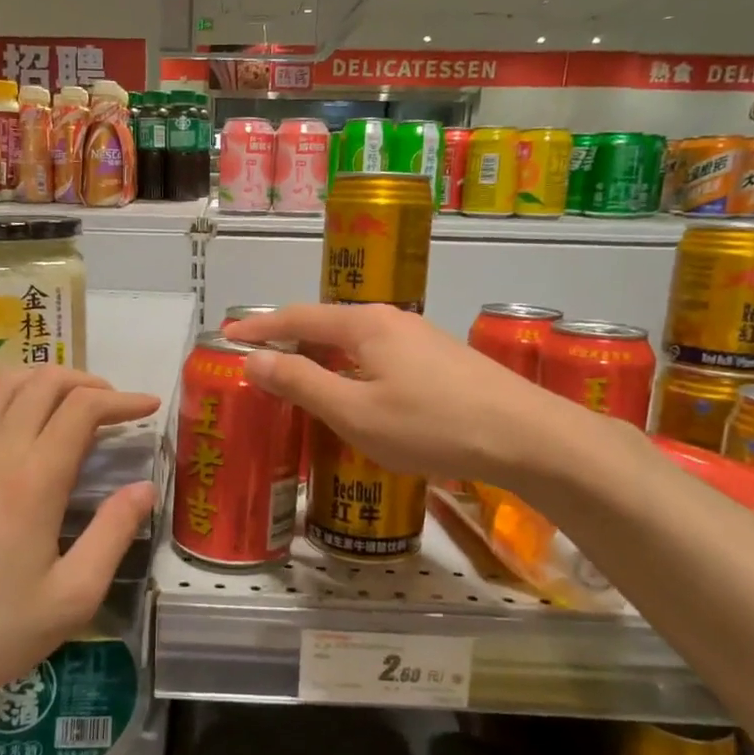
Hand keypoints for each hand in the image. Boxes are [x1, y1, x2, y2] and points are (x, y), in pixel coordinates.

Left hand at [0, 368, 157, 719]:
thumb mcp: (72, 597)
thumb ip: (113, 534)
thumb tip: (144, 488)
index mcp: (34, 479)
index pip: (83, 408)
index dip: (122, 400)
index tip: (150, 408)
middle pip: (44, 381)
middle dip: (88, 382)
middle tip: (115, 408)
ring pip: (4, 384)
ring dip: (44, 381)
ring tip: (71, 406)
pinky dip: (0, 398)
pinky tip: (14, 423)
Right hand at [225, 302, 581, 486]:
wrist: (527, 437)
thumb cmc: (431, 425)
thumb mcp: (355, 412)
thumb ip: (301, 383)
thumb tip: (254, 360)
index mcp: (364, 324)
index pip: (297, 317)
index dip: (259, 327)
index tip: (226, 335)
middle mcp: (391, 320)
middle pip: (326, 324)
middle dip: (288, 339)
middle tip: (257, 361)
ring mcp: (421, 339)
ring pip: (355, 343)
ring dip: (321, 357)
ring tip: (298, 380)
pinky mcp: (440, 362)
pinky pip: (378, 357)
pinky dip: (350, 370)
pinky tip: (354, 395)